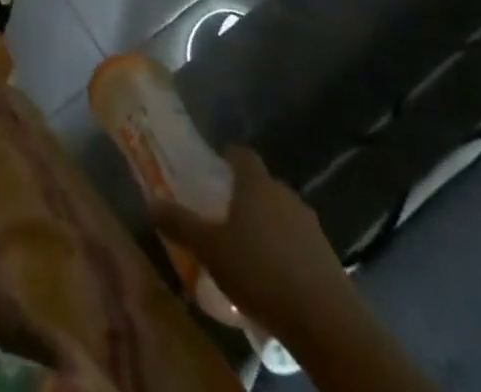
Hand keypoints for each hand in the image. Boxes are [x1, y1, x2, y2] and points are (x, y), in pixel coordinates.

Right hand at [151, 147, 358, 346]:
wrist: (328, 325)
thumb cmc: (261, 272)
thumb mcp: (210, 249)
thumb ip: (181, 224)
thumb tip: (151, 203)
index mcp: (256, 184)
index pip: (242, 154)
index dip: (228, 157)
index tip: (214, 168)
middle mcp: (286, 196)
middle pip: (263, 185)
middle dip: (245, 195)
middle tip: (224, 213)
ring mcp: (311, 228)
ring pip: (282, 215)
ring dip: (267, 226)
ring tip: (248, 250)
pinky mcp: (329, 259)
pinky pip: (299, 244)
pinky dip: (285, 252)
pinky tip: (273, 278)